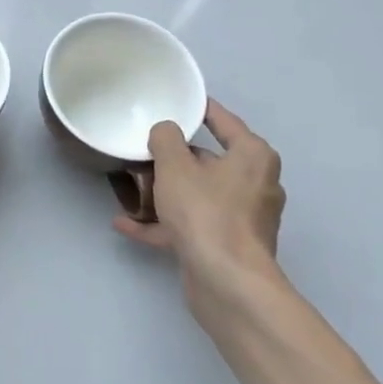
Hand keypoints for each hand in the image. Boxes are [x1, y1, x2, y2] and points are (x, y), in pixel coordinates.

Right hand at [114, 98, 286, 327]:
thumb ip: (165, 139)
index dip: (199, 109)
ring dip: (166, 193)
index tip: (177, 102)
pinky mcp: (228, 246)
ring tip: (131, 187)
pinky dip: (164, 223)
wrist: (226, 282)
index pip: (224, 121)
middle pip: (209, 161)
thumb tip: (166, 131)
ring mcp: (243, 218)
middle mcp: (255, 184)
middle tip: (143, 149)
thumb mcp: (174, 165)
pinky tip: (127, 224)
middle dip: (175, 158)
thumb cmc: (205, 212)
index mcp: (252, 156)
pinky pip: (191, 224)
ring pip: (198, 195)